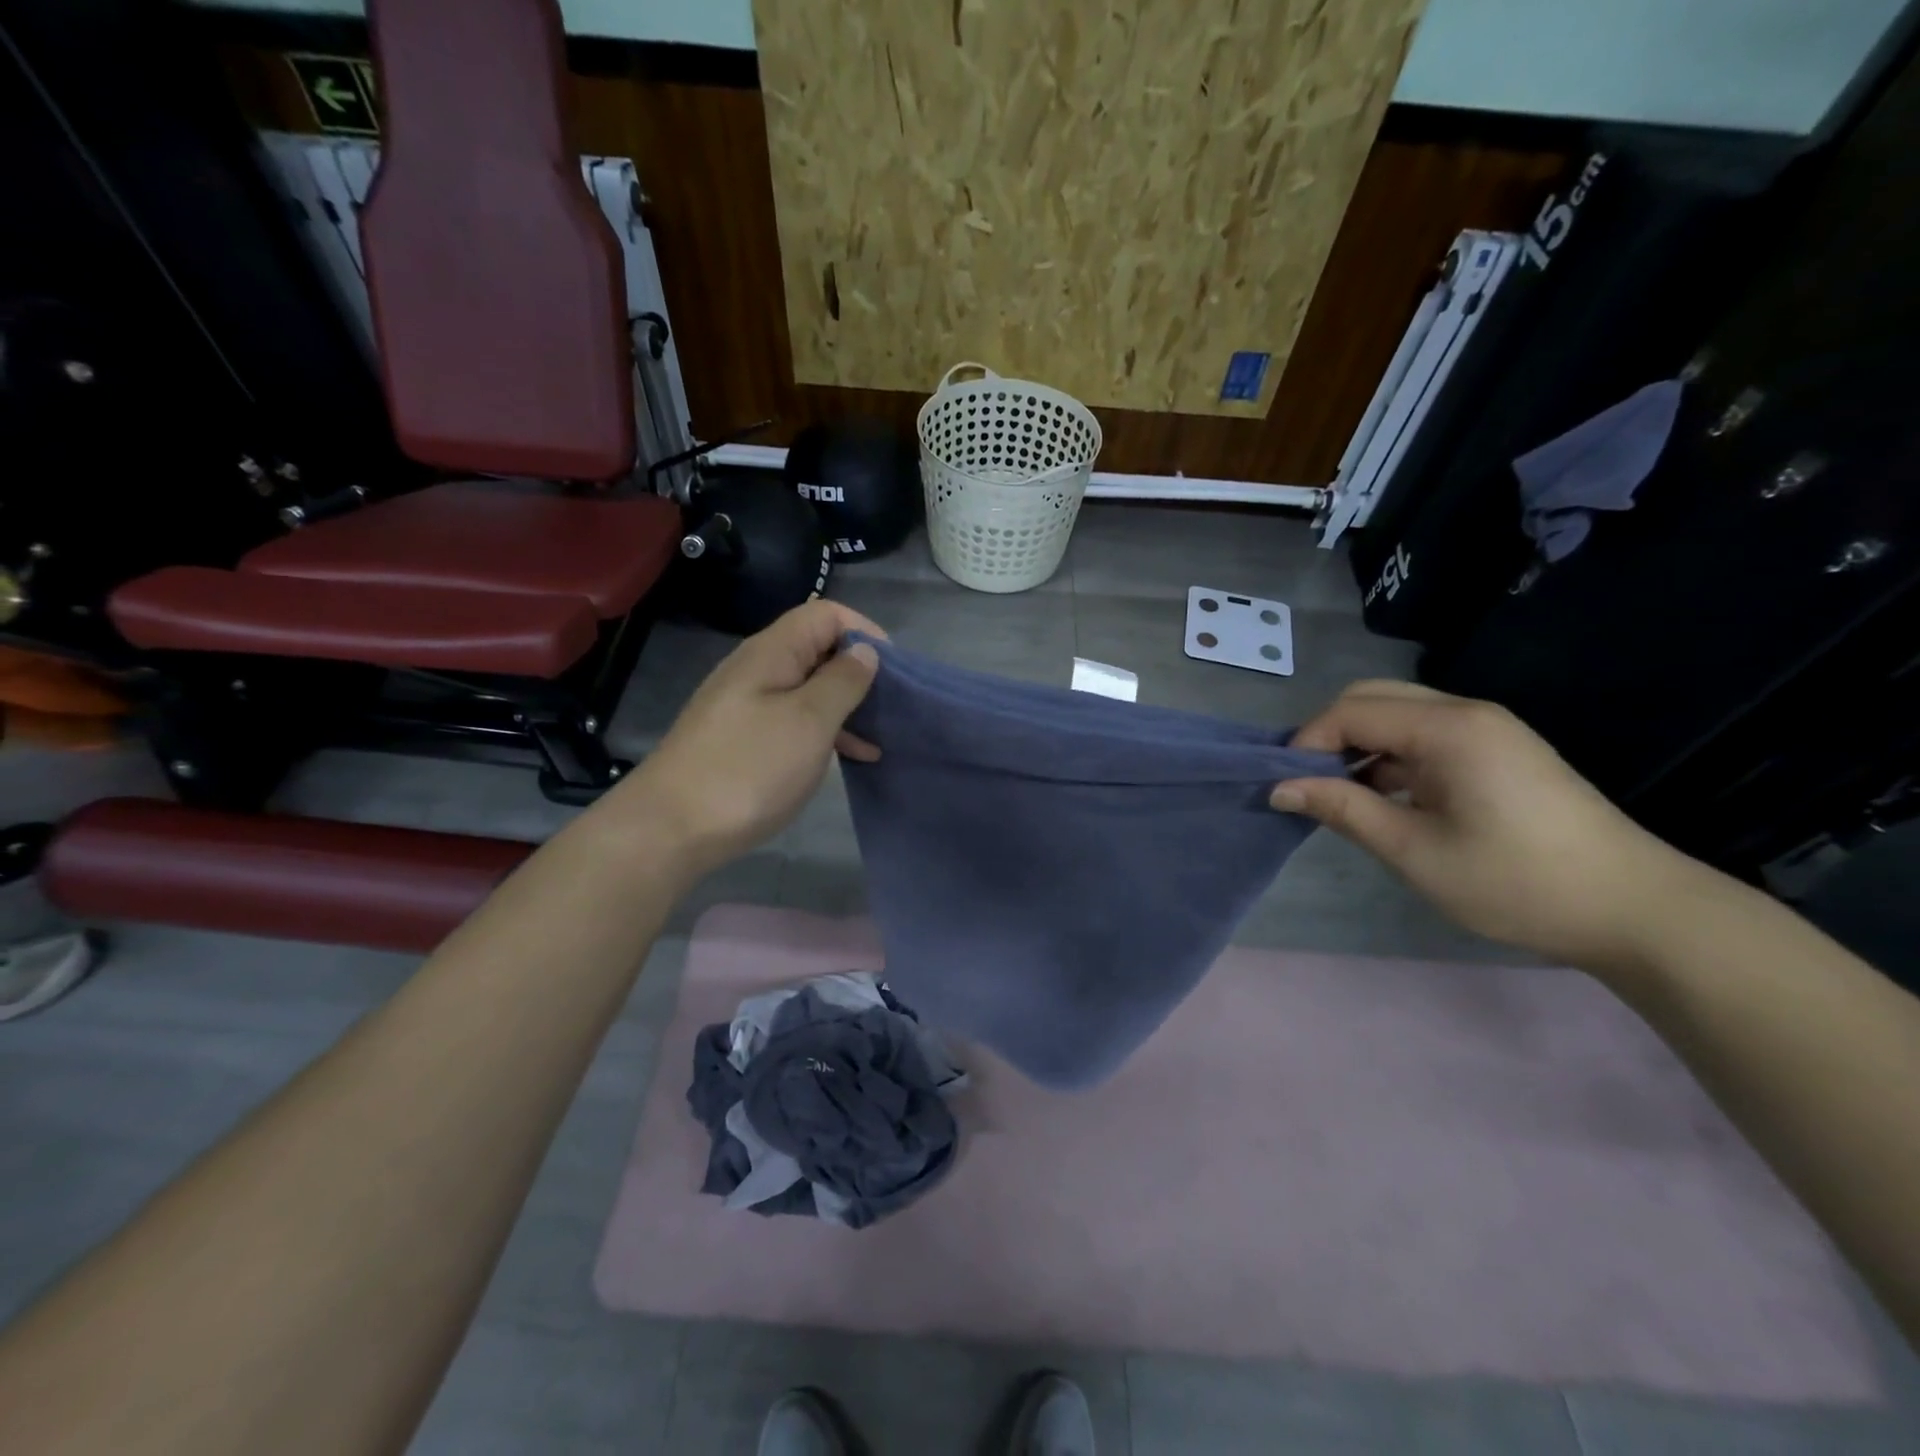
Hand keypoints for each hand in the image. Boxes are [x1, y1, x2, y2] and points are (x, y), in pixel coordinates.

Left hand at [602, 600, 883, 876]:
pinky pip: (794, 720)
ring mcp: (747, 705)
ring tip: (881, 735)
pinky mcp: (743, 738)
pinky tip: (850, 758)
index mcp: (772, 652)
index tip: (895, 670)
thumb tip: (865, 650)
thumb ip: (842, 680)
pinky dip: (825, 731)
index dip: (865, 631)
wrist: (672, 828)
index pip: (826, 614)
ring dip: (846, 705)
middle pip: (817, 649)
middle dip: (860, 670)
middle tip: (892, 706)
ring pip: (809, 688)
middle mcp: (757, 669)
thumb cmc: (750, 768)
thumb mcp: (809, 721)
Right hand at [1271, 681, 1698, 968]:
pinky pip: (1425, 735)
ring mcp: (1487, 729)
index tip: (1287, 787)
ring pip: (1398, 715)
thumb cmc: (1515, 881)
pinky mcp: (1497, 750)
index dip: (1307, 744)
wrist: (1635, 909)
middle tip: (1310, 786)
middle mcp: (1466, 712)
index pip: (1350, 712)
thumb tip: (1279, 788)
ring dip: (1359, 746)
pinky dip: (1391, 757)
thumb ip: (1342, 809)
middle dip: (1329, 736)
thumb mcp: (1414, 851)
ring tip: (1342, 797)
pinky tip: (1387, 798)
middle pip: (1372, 698)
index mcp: (1448, 728)